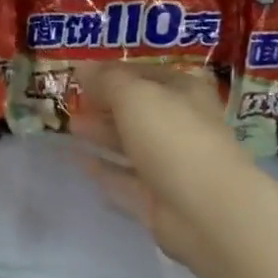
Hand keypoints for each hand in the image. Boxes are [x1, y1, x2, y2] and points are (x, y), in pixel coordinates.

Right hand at [71, 64, 252, 270]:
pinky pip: (124, 179)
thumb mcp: (135, 96)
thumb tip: (82, 67)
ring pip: (131, 145)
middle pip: (138, 111)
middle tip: (71, 102)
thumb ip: (106, 81)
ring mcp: (170, 164)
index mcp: (185, 93)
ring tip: (71, 127)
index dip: (115, 72)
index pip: (146, 74)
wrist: (206, 210)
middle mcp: (180, 125)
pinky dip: (104, 170)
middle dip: (105, 105)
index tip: (81, 75)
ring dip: (102, 135)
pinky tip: (79, 161)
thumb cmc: (174, 139)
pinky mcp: (157, 198)